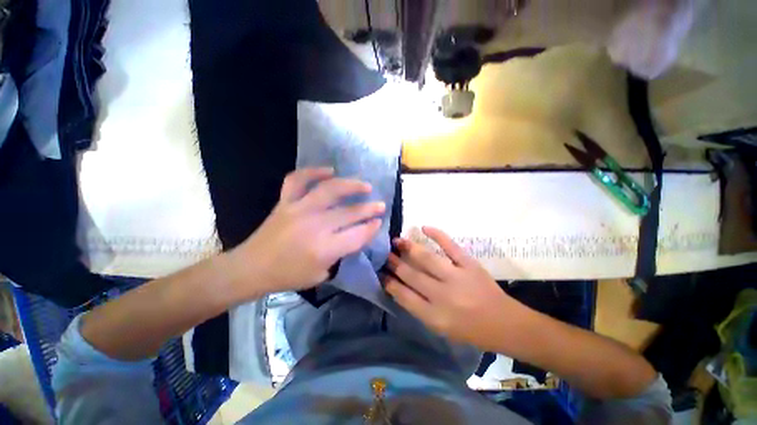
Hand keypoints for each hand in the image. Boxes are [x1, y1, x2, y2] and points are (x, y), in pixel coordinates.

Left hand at [231, 168, 384, 296]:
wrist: (251, 268)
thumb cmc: (288, 276)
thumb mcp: (321, 274)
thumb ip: (340, 253)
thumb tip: (355, 235)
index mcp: (324, 249)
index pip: (357, 235)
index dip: (372, 228)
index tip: (379, 222)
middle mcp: (314, 226)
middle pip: (349, 213)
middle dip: (369, 209)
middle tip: (380, 205)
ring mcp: (299, 210)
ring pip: (330, 190)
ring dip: (351, 185)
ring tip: (364, 186)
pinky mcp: (285, 202)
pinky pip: (298, 180)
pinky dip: (314, 172)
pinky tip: (329, 171)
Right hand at [383, 227, 529, 351]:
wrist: (505, 324)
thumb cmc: (470, 330)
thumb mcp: (440, 327)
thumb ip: (419, 308)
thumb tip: (399, 287)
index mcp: (434, 316)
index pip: (403, 295)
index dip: (389, 282)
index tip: (380, 272)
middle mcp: (442, 296)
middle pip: (411, 275)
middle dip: (394, 263)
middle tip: (384, 253)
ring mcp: (457, 277)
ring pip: (427, 258)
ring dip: (409, 248)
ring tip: (397, 240)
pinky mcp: (469, 264)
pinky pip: (450, 246)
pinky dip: (437, 234)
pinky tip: (424, 227)